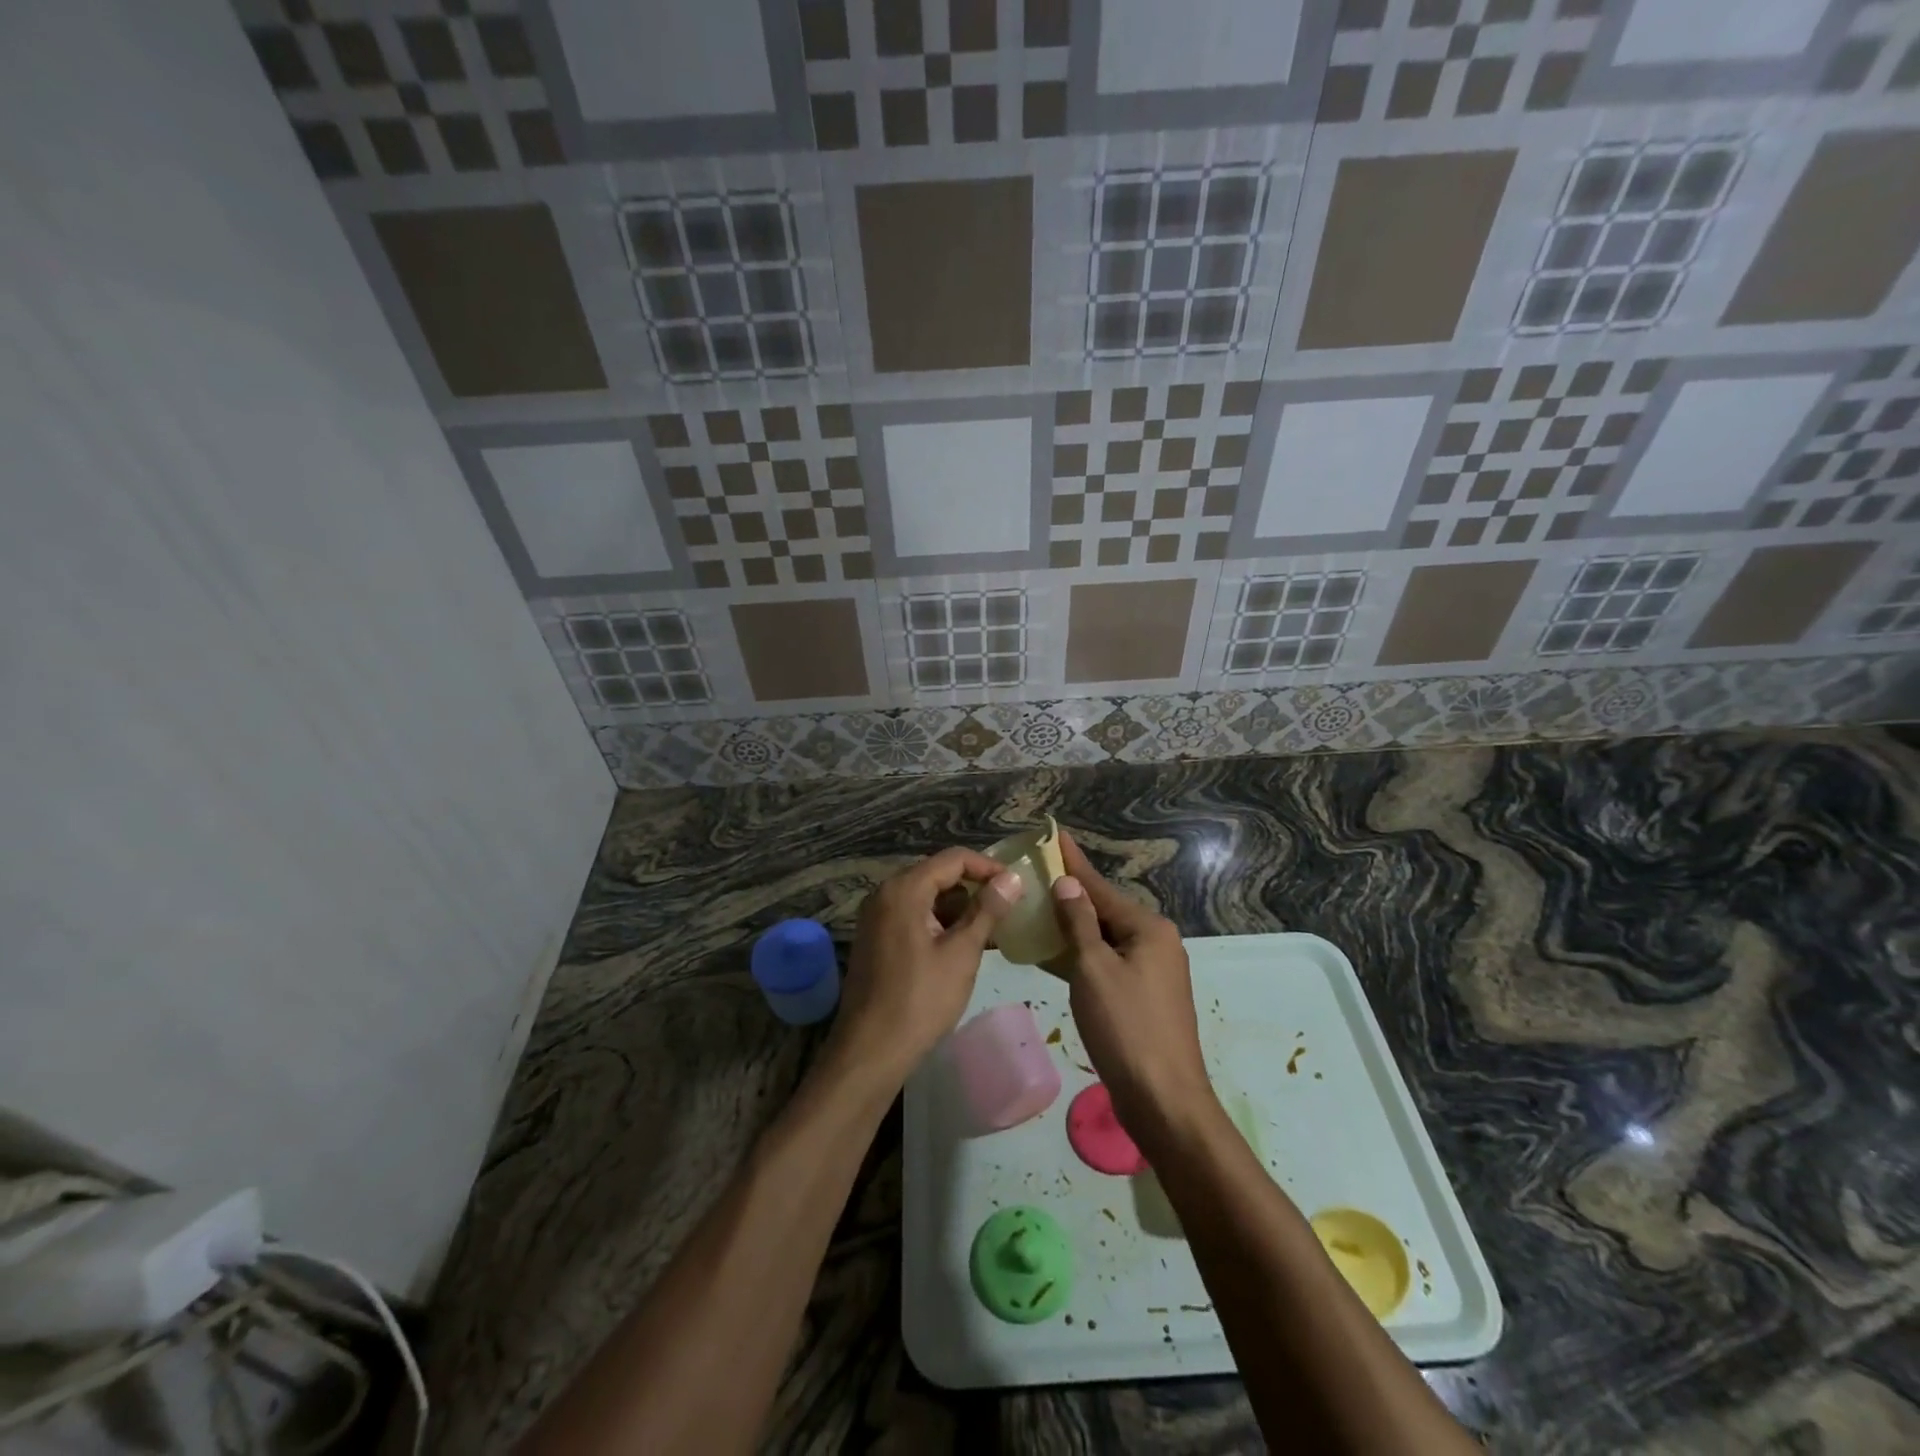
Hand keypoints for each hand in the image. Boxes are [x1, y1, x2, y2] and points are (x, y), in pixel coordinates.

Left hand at [828, 848, 1024, 1090]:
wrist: (870, 1051)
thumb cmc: (921, 1000)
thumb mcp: (962, 953)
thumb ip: (987, 911)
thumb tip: (1013, 878)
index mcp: (903, 889)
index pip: (954, 859)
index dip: (989, 867)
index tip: (1017, 886)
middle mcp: (885, 894)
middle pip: (938, 875)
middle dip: (974, 888)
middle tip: (1007, 909)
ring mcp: (876, 917)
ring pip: (926, 897)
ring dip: (958, 909)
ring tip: (991, 931)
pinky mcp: (875, 938)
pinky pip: (913, 916)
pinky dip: (939, 924)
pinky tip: (962, 947)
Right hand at [1050, 832, 1215, 1151]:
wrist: (1163, 1100)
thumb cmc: (1126, 1028)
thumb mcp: (1094, 969)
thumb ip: (1079, 923)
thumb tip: (1068, 883)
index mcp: (1149, 929)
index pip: (1101, 887)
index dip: (1073, 863)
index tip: (1054, 836)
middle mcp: (1156, 943)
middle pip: (1104, 911)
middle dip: (1070, 896)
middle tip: (1034, 876)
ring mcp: (1152, 972)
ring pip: (1104, 939)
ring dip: (1072, 928)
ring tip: (1036, 910)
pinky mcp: (1143, 998)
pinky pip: (1107, 964)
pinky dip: (1081, 957)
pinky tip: (1054, 954)